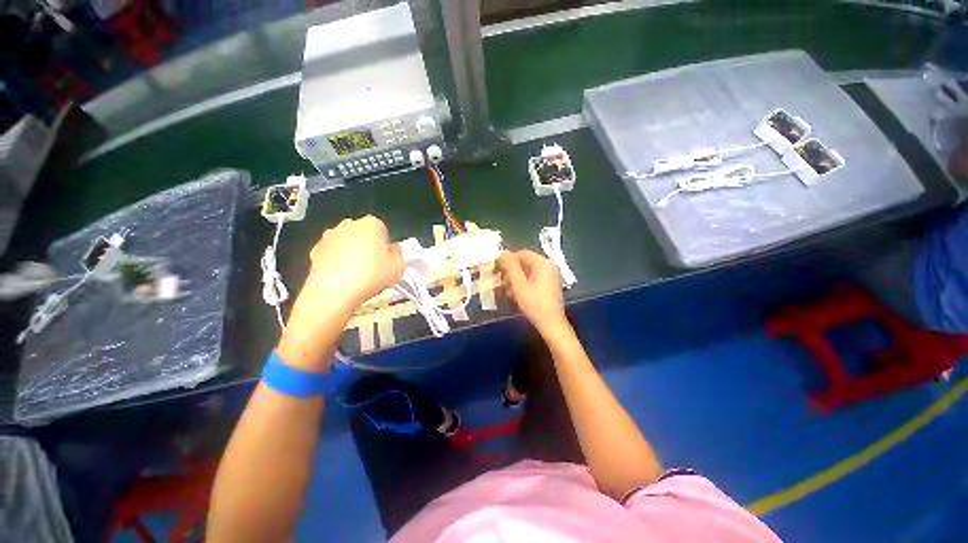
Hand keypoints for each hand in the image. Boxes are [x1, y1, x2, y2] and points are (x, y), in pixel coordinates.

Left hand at [305, 216, 404, 308]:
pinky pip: (332, 253)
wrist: (333, 293)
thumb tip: (392, 250)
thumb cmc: (372, 276)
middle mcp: (349, 224)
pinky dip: (337, 261)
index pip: (383, 230)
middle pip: (363, 234)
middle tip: (374, 266)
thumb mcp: (399, 267)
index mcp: (371, 224)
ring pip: (346, 242)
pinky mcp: (314, 250)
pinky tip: (342, 278)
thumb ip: (399, 255)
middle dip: (368, 246)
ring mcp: (329, 236)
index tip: (386, 260)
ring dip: (351, 253)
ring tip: (357, 274)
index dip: (386, 246)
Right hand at [498, 250, 566, 335]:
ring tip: (506, 290)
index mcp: (543, 263)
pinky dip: (523, 283)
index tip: (496, 269)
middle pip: (525, 262)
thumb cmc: (534, 303)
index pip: (522, 253)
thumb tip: (503, 252)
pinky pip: (534, 278)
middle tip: (500, 281)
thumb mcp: (519, 284)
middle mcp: (549, 265)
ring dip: (515, 278)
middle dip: (511, 271)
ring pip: (528, 271)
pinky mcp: (550, 285)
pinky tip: (515, 294)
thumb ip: (510, 266)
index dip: (507, 260)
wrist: (551, 324)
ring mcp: (551, 275)